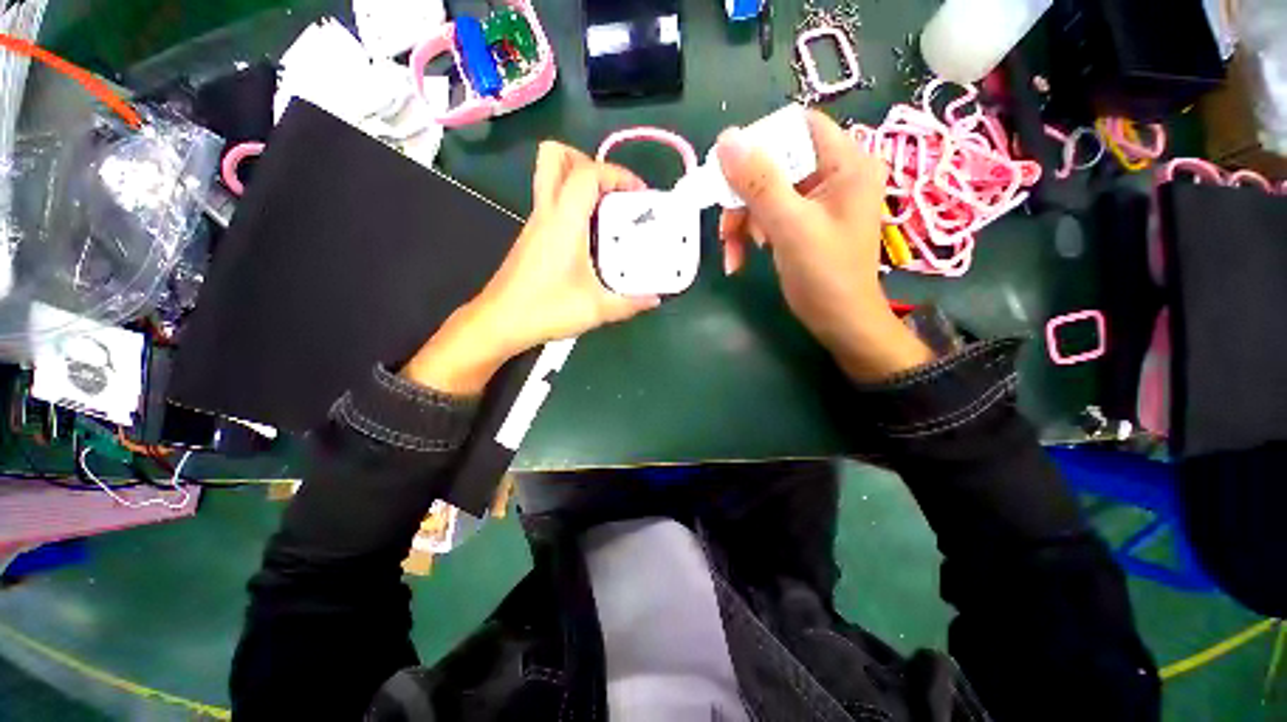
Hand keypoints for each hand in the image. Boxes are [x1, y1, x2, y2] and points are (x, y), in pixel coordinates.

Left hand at [403, 141, 659, 393]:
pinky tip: (591, 237)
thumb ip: (630, 303)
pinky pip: (553, 203)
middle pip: (554, 156)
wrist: (500, 322)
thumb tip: (655, 298)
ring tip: (607, 211)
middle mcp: (546, 213)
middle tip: (612, 190)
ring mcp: (536, 224)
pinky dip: (574, 205)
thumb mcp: (596, 309)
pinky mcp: (532, 237)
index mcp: (563, 222)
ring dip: (581, 183)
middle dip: (588, 161)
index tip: (638, 194)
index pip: (587, 172)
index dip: (617, 173)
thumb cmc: (546, 310)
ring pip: (551, 178)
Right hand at [716, 110, 931, 381]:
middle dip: (744, 196)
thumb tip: (726, 140)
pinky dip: (750, 234)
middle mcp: (834, 174)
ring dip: (742, 220)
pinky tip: (741, 258)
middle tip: (726, 226)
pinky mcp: (804, 222)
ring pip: (766, 191)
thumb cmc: (825, 276)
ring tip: (733, 251)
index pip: (798, 125)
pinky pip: (769, 214)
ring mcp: (818, 200)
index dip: (761, 142)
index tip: (730, 172)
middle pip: (776, 162)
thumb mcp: (790, 227)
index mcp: (846, 163)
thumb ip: (759, 182)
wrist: (839, 323)